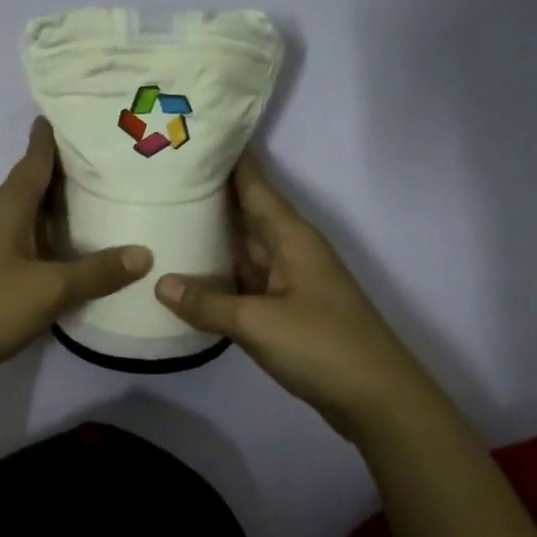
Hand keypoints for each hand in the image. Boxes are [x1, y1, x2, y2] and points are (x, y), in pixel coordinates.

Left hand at [0, 119, 152, 402]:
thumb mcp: (47, 289)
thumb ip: (96, 272)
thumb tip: (144, 254)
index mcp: (5, 207)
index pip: (34, 159)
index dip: (53, 137)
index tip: (78, 115)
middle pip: (33, 187)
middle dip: (66, 175)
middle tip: (110, 163)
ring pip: (28, 221)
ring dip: (57, 214)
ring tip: (100, 207)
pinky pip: (23, 251)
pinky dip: (47, 248)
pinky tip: (71, 260)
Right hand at [155, 153, 452, 437]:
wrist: (377, 399)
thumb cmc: (323, 345)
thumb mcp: (258, 322)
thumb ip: (208, 303)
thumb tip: (160, 283)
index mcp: (291, 237)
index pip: (255, 185)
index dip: (228, 159)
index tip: (191, 136)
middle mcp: (289, 251)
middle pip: (245, 213)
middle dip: (208, 195)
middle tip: (159, 178)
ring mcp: (288, 281)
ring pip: (242, 248)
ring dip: (210, 236)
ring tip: (162, 217)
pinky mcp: (284, 309)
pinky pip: (243, 281)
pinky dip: (218, 276)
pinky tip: (187, 275)